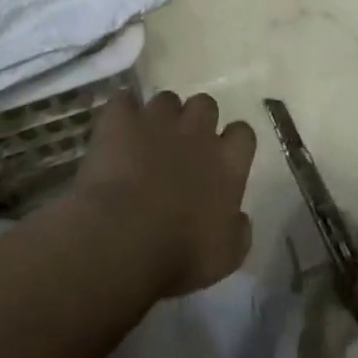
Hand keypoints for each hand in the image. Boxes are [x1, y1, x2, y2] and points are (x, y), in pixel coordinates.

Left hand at [72, 90, 256, 297]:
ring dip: (159, 117)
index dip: (232, 142)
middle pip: (205, 105)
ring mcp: (157, 119)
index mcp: (228, 163)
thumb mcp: (225, 257)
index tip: (222, 157)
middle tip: (182, 146)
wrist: (122, 238)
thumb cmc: (178, 255)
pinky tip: (114, 132)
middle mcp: (197, 131)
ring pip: (166, 100)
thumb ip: (238, 230)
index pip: (243, 133)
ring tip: (144, 141)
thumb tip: (240, 217)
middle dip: (196, 120)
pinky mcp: (121, 118)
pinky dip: (121, 113)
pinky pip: (123, 101)